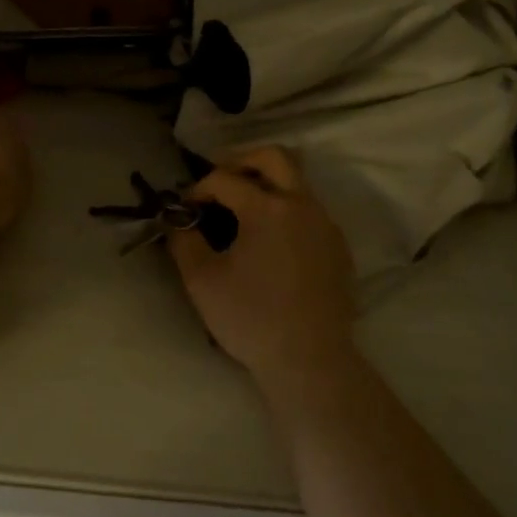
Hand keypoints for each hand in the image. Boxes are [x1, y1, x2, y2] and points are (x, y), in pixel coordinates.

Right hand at [169, 147, 361, 401]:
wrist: (309, 359)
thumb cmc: (251, 318)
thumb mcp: (202, 280)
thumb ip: (184, 241)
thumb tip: (179, 221)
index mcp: (267, 208)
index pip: (225, 179)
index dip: (199, 188)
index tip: (186, 208)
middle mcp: (302, 205)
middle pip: (274, 157)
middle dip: (241, 162)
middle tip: (219, 183)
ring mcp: (325, 225)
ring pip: (297, 182)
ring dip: (267, 185)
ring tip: (242, 211)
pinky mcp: (338, 247)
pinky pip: (310, 211)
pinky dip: (286, 211)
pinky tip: (271, 242)